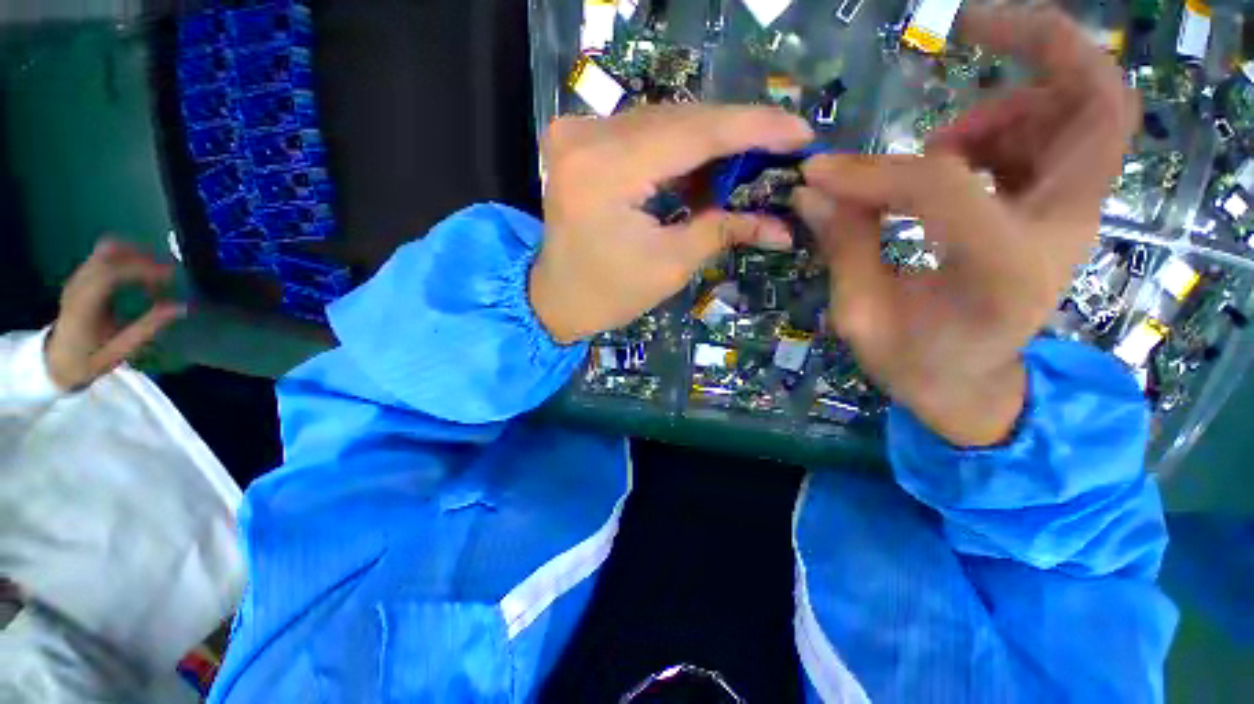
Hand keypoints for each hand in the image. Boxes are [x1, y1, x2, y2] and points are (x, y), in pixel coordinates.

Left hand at [45, 238, 185, 389]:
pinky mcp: (83, 276)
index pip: (110, 273)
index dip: (142, 269)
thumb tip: (181, 307)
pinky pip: (106, 256)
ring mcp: (78, 278)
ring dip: (136, 255)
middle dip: (141, 256)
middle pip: (107, 253)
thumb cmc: (89, 359)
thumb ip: (147, 328)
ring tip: (158, 271)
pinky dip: (127, 259)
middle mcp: (78, 285)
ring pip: (107, 250)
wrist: (57, 360)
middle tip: (168, 270)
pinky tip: (141, 274)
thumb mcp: (119, 351)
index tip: (171, 275)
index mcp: (83, 305)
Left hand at [531, 104, 813, 342]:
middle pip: (680, 120)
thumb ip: (723, 230)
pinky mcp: (580, 141)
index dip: (754, 129)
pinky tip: (707, 169)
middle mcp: (587, 136)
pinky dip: (680, 149)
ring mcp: (579, 133)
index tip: (802, 132)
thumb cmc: (609, 294)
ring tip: (751, 161)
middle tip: (783, 148)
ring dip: (711, 142)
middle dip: (737, 134)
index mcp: (605, 171)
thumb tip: (781, 224)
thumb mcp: (670, 266)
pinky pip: (644, 133)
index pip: (695, 133)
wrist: (557, 298)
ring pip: (665, 122)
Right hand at [793, 6, 1138, 445]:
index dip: (871, 172)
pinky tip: (958, 158)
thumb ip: (844, 246)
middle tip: (972, 26)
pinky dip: (1016, 123)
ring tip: (942, 141)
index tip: (820, 174)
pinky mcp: (1058, 214)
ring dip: (1016, 96)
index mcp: (999, 271)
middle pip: (1100, 108)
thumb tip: (812, 190)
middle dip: (1045, 45)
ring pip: (1088, 114)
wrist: (969, 388)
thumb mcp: (861, 316)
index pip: (941, 186)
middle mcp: (1057, 233)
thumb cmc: (913, 363)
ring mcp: (1069, 219)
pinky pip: (1062, 138)